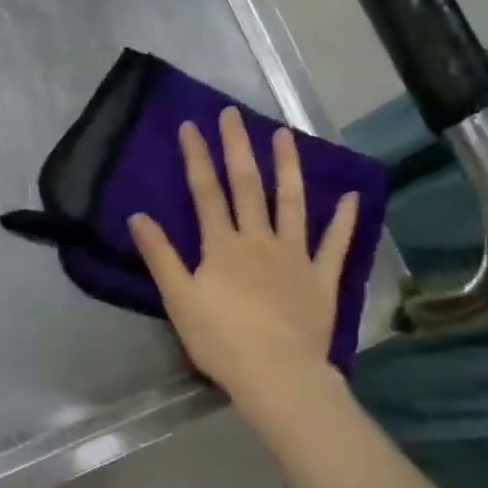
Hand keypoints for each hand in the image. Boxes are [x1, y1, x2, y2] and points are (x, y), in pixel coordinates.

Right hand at [128, 107, 357, 428]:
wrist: (276, 374)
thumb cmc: (221, 340)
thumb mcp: (179, 299)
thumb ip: (160, 256)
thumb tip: (137, 216)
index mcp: (222, 245)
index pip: (206, 192)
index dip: (197, 157)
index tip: (191, 126)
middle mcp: (259, 239)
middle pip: (247, 186)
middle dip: (238, 147)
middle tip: (234, 113)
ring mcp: (295, 255)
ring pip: (292, 203)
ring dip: (288, 167)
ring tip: (286, 135)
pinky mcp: (321, 277)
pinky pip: (335, 244)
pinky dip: (343, 220)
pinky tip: (350, 196)